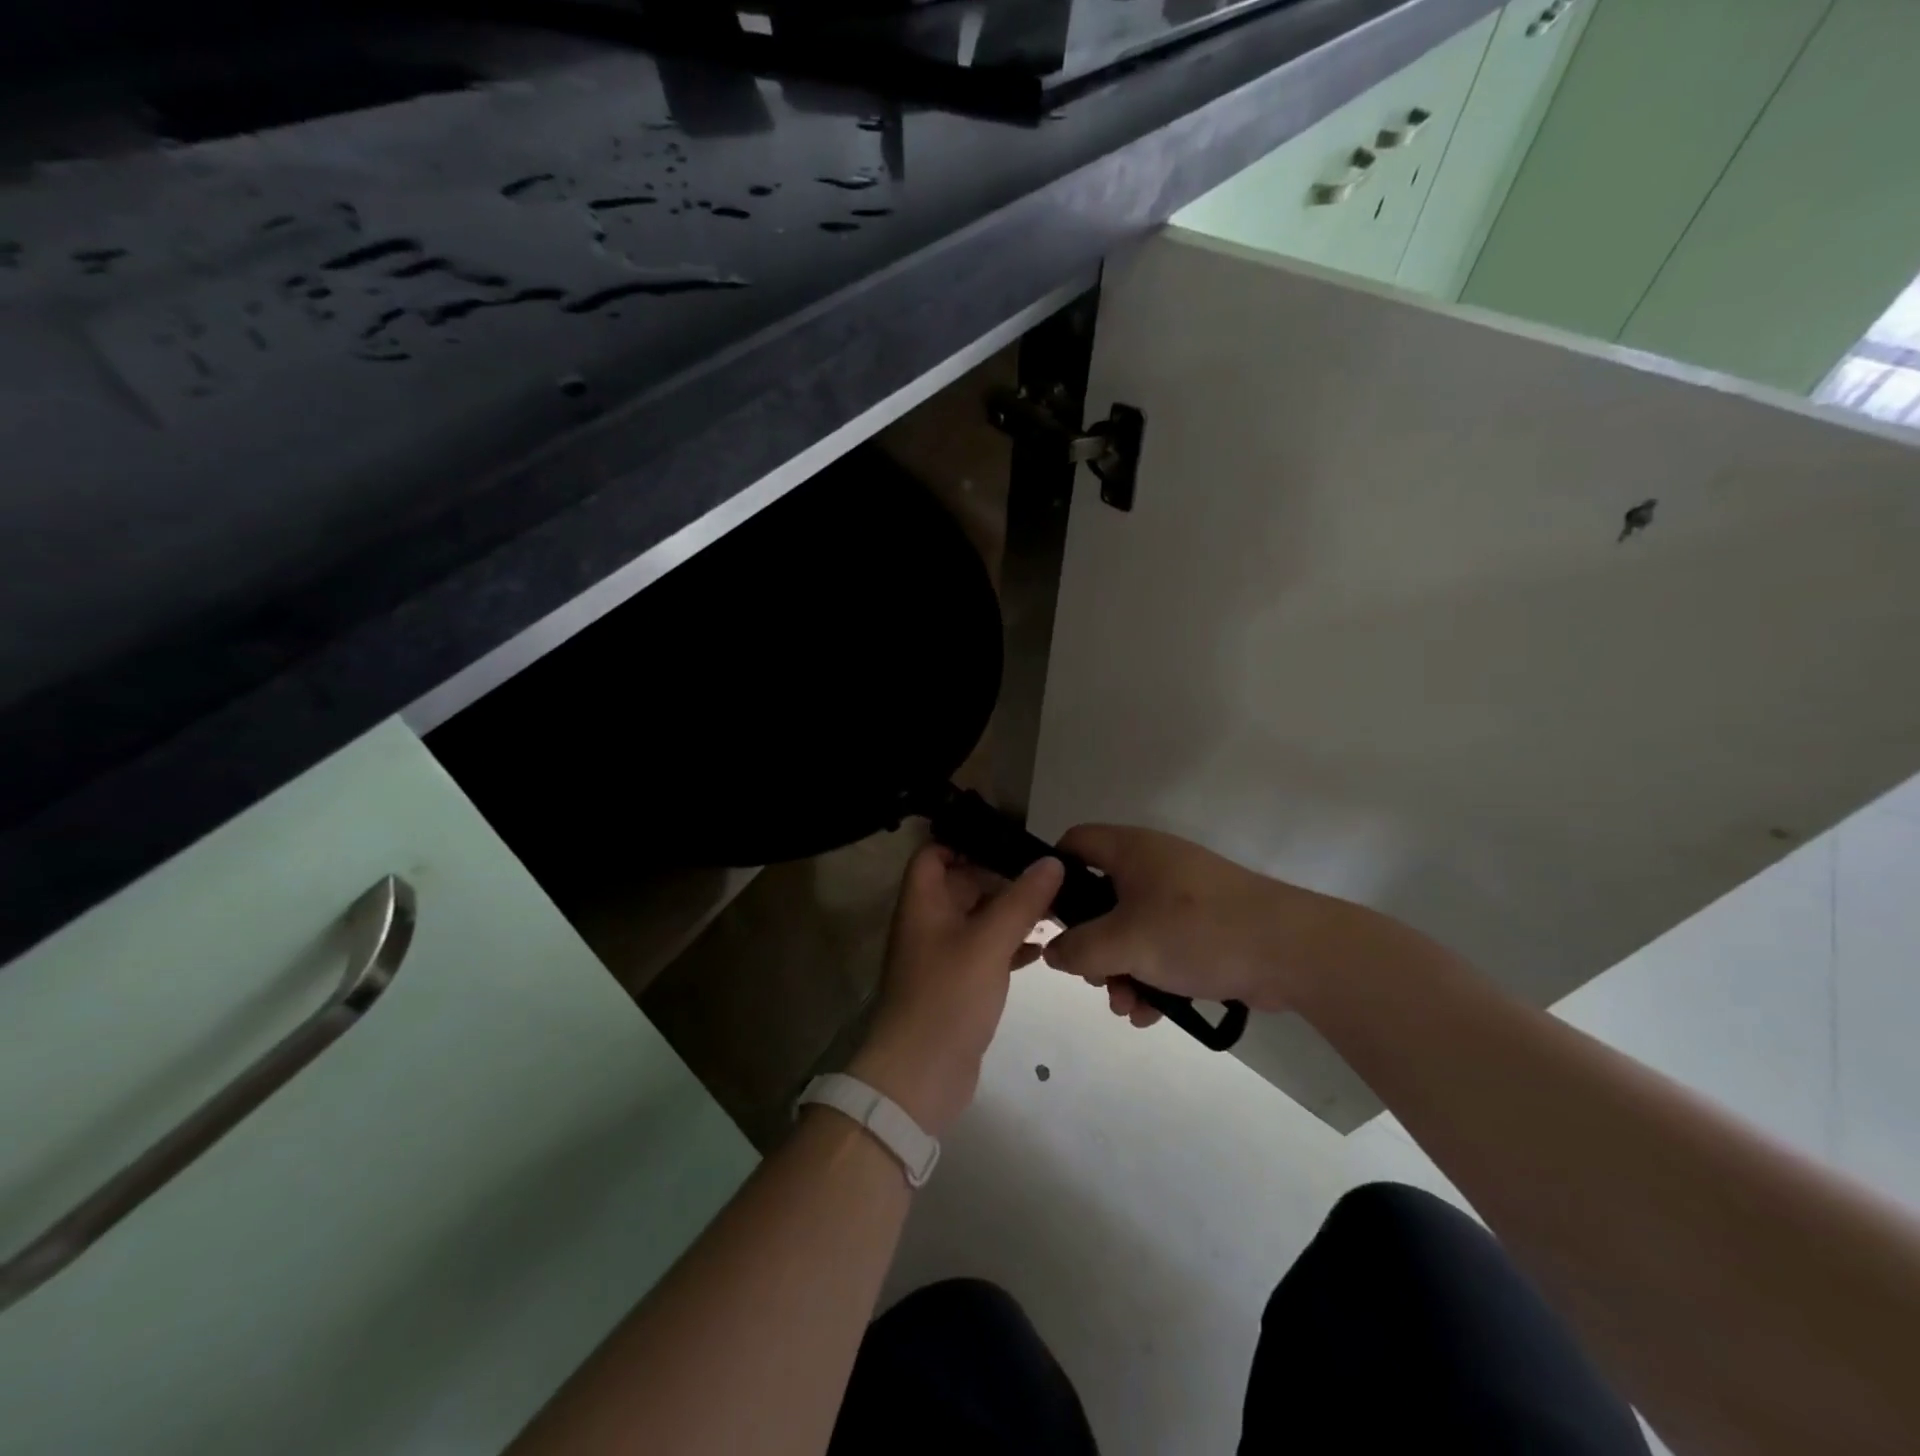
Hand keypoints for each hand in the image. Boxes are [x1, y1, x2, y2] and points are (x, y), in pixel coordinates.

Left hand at [848, 845, 1063, 1136]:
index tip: (1010, 841)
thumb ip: (1021, 900)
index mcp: (923, 902)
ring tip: (1056, 907)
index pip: (934, 853)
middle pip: (963, 883)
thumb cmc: (948, 996)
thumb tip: (1051, 862)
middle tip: (1049, 875)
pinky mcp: (960, 983)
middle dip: (1002, 878)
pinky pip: (987, 950)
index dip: (965, 841)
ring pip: (979, 918)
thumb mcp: (988, 942)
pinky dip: (1012, 944)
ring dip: (1012, 912)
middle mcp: (929, 922)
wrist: (920, 1075)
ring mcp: (944, 954)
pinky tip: (1043, 947)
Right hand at [1041, 824, 1373, 1025]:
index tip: (1046, 916)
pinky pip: (1162, 946)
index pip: (1075, 843)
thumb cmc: (1197, 932)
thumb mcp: (1126, 943)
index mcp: (1132, 851)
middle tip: (1093, 976)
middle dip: (1092, 944)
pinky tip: (1153, 1012)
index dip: (1054, 874)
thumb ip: (1079, 950)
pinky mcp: (1206, 925)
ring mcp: (1182, 896)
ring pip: (1131, 929)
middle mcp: (1154, 865)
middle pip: (1100, 897)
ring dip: (1121, 969)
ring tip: (1127, 1006)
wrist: (1293, 951)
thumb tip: (1053, 953)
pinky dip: (1152, 975)